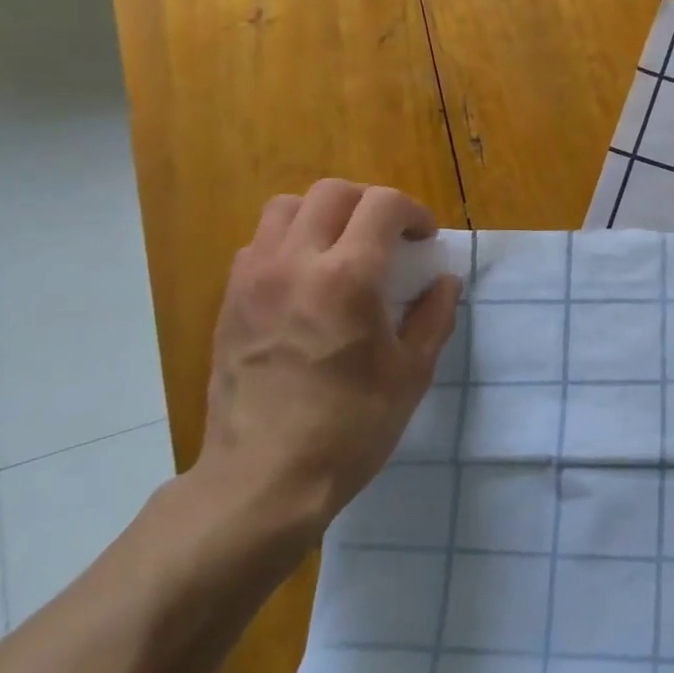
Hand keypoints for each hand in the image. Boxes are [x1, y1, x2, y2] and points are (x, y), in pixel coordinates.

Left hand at [195, 180, 461, 548]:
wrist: (262, 480)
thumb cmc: (350, 428)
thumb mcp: (411, 373)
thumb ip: (434, 316)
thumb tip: (444, 281)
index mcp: (347, 279)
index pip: (382, 204)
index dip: (412, 211)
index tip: (425, 239)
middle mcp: (295, 264)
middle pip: (332, 193)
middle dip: (371, 203)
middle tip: (390, 237)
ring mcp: (254, 280)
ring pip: (286, 208)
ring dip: (324, 214)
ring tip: (344, 248)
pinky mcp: (229, 302)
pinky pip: (259, 244)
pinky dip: (289, 242)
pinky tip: (307, 280)